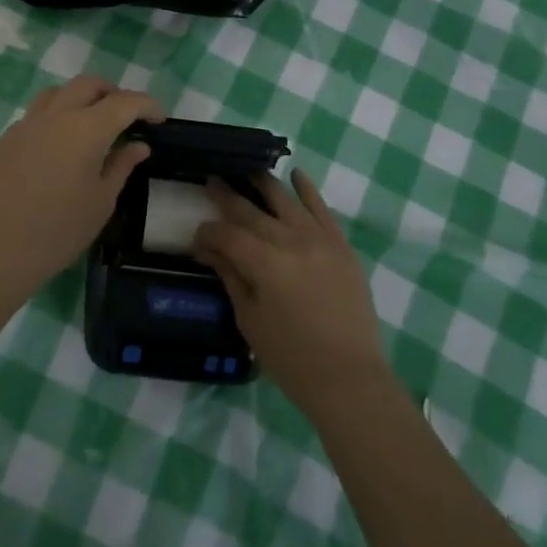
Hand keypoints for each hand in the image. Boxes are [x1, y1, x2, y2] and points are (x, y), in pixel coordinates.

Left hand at [0, 75, 162, 287]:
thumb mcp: (102, 201)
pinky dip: (56, 117)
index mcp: (86, 129)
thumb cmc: (60, 230)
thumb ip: (122, 165)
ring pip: (59, 92)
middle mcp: (56, 115)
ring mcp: (27, 123)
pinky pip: (37, 114)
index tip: (158, 120)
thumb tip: (138, 145)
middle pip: (89, 84)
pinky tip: (59, 147)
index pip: (125, 102)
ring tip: (91, 125)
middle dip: (113, 93)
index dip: (147, 105)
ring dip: (81, 99)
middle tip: (126, 117)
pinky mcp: (7, 138)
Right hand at [195, 169, 390, 416]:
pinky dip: (307, 189)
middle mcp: (291, 241)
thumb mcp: (250, 319)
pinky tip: (296, 174)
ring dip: (264, 182)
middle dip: (228, 196)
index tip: (197, 236)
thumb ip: (230, 276)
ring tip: (248, 169)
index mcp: (264, 263)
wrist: (349, 377)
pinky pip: (322, 208)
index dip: (208, 232)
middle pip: (252, 211)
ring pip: (285, 200)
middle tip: (212, 181)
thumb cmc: (291, 357)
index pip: (227, 234)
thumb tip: (208, 249)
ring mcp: (319, 239)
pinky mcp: (340, 244)